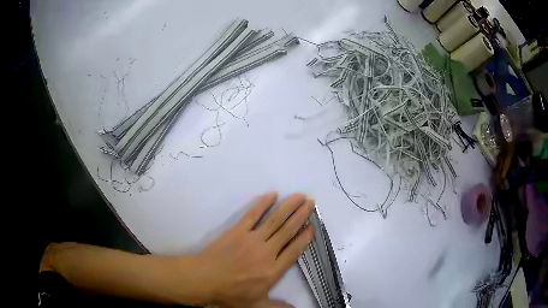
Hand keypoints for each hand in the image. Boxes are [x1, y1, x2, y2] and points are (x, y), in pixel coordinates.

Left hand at [194, 192, 314, 307]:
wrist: (204, 279)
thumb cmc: (231, 294)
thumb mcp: (256, 306)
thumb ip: (278, 307)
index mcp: (273, 270)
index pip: (294, 250)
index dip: (305, 237)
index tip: (314, 226)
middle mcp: (267, 252)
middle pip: (288, 231)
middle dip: (302, 216)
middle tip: (311, 202)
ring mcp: (252, 239)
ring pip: (275, 220)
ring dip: (288, 207)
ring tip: (300, 196)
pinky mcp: (238, 231)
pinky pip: (252, 215)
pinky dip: (263, 204)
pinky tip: (271, 195)